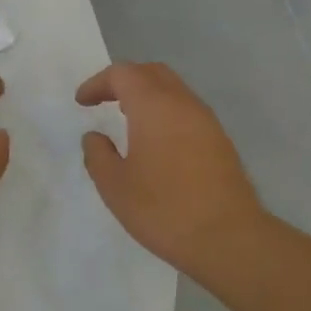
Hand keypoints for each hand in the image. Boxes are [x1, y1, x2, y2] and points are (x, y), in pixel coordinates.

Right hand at [77, 62, 265, 275]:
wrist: (228, 237)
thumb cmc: (163, 209)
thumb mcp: (115, 186)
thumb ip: (98, 155)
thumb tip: (95, 137)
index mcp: (154, 106)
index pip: (123, 74)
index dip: (98, 83)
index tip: (82, 102)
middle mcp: (183, 103)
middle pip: (152, 73)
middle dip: (125, 80)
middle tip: (104, 101)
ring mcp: (207, 121)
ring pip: (174, 90)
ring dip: (148, 96)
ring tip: (128, 119)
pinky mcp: (220, 141)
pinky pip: (187, 111)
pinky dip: (166, 113)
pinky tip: (156, 142)